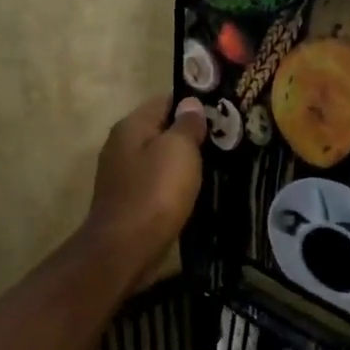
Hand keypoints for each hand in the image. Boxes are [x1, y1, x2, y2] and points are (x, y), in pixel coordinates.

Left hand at [84, 94, 206, 283]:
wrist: (125, 249)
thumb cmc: (155, 192)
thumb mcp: (178, 150)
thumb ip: (187, 125)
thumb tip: (191, 105)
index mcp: (131, 126)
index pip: (166, 100)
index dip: (195, 103)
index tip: (224, 110)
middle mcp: (121, 145)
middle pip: (161, 130)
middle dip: (191, 133)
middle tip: (228, 139)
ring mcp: (122, 176)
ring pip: (160, 159)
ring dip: (183, 162)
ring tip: (218, 165)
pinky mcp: (129, 202)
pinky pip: (156, 184)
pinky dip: (174, 185)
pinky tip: (195, 192)